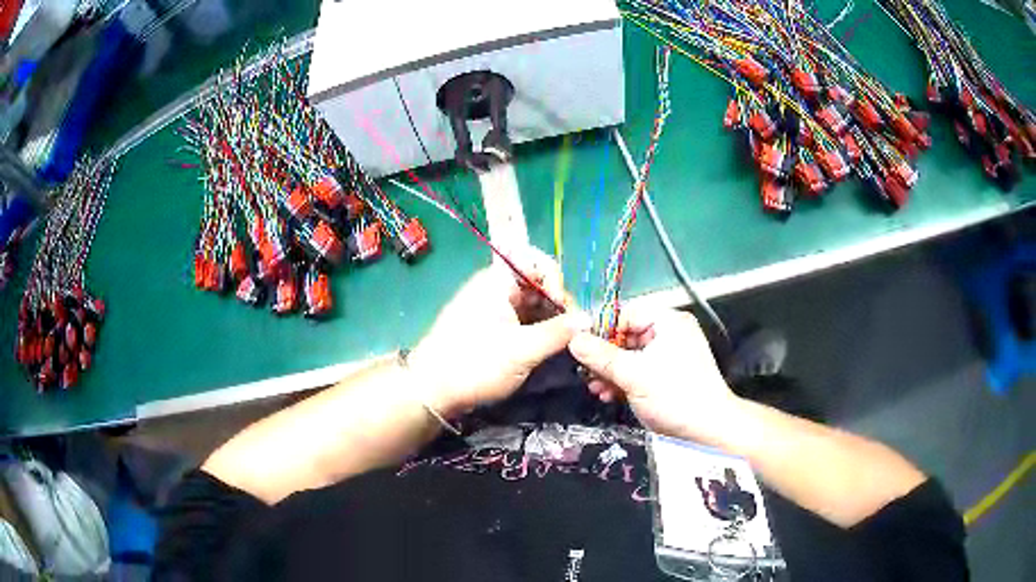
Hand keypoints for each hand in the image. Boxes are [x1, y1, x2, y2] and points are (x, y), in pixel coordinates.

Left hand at [406, 248, 590, 416]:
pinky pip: (523, 319)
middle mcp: (496, 287)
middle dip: (558, 303)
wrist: (432, 390)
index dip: (555, 279)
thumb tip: (589, 320)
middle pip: (537, 283)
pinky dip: (539, 330)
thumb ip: (558, 333)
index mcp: (498, 281)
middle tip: (572, 333)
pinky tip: (550, 348)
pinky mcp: (492, 327)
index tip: (564, 308)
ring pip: (532, 303)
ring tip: (565, 344)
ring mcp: (493, 308)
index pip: (535, 260)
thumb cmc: (475, 364)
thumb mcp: (522, 350)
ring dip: (551, 319)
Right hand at [567, 307, 741, 444]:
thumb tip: (572, 339)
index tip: (579, 349)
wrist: (708, 429)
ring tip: (595, 389)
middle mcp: (670, 332)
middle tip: (585, 374)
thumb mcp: (633, 375)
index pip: (625, 314)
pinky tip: (608, 395)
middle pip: (626, 335)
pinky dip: (624, 380)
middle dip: (604, 357)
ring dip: (610, 372)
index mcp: (668, 321)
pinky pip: (639, 369)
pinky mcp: (667, 374)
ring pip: (630, 355)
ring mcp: (670, 353)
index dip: (601, 330)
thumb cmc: (674, 396)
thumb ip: (601, 356)